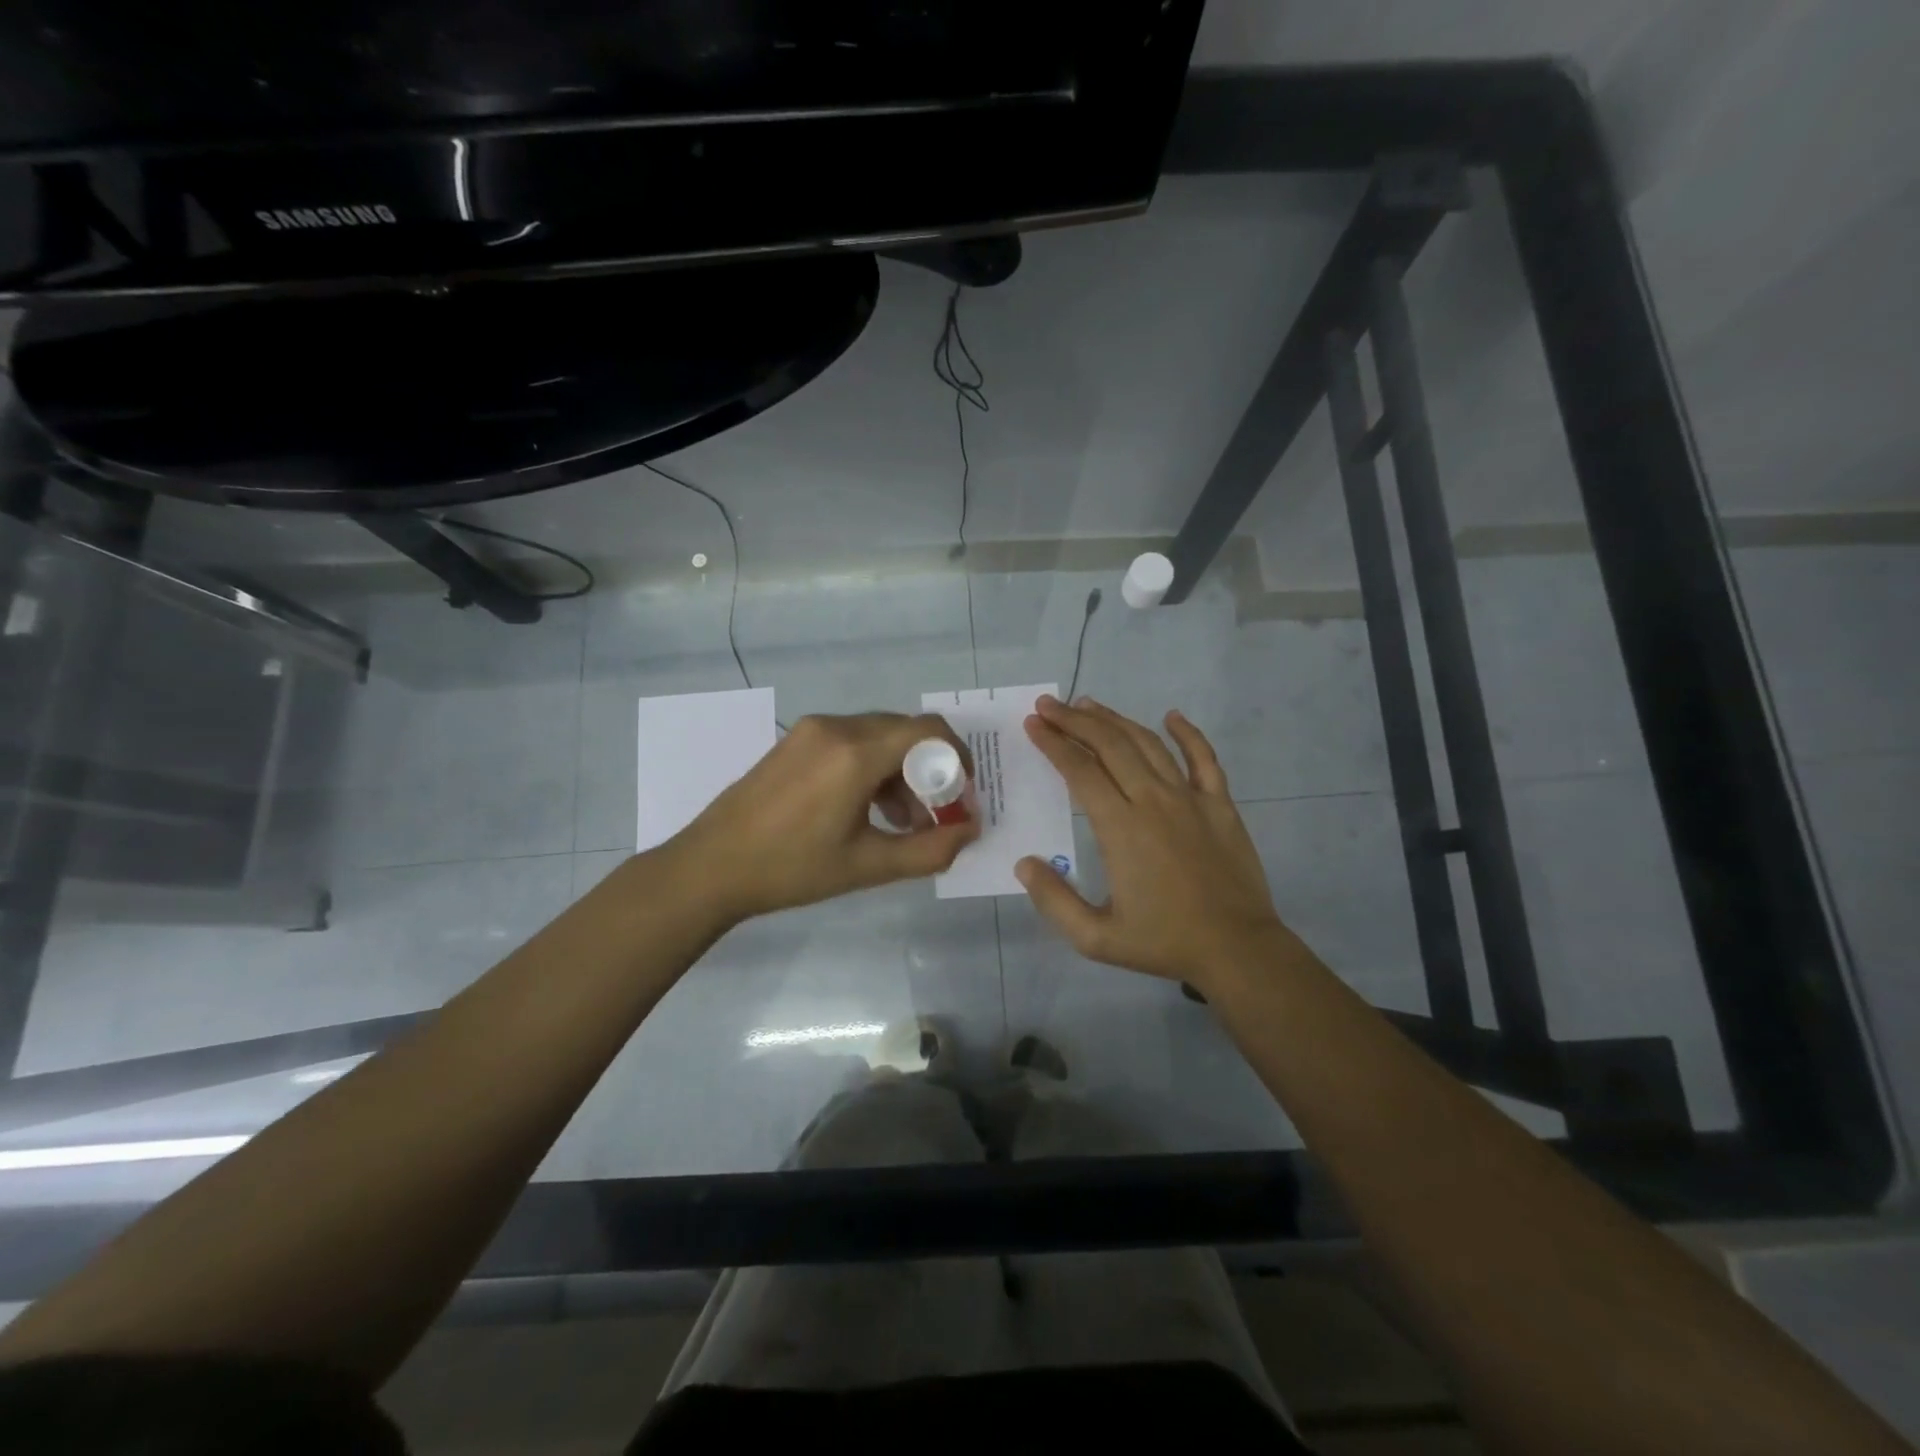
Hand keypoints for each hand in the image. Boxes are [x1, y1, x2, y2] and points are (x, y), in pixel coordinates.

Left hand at [666, 712, 980, 924]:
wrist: (711, 866)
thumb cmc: (792, 869)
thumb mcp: (868, 865)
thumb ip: (929, 849)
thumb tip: (971, 831)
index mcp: (856, 753)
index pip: (929, 731)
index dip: (957, 758)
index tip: (963, 795)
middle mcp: (837, 727)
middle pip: (906, 732)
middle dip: (930, 770)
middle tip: (935, 814)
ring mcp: (812, 730)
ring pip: (878, 736)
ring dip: (901, 771)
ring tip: (902, 821)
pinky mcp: (796, 740)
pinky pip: (851, 741)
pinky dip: (872, 766)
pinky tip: (867, 808)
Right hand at [1016, 696, 1289, 990]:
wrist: (1237, 949)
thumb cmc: (1164, 942)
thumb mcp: (1096, 938)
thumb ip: (1054, 901)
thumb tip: (1023, 863)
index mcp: (1121, 827)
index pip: (1080, 771)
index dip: (1053, 744)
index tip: (1034, 724)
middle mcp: (1153, 801)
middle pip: (1109, 745)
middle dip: (1074, 720)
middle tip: (1049, 705)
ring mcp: (1191, 798)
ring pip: (1148, 744)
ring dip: (1115, 720)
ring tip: (1088, 705)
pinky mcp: (1220, 805)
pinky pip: (1204, 758)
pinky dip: (1187, 733)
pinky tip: (1172, 716)